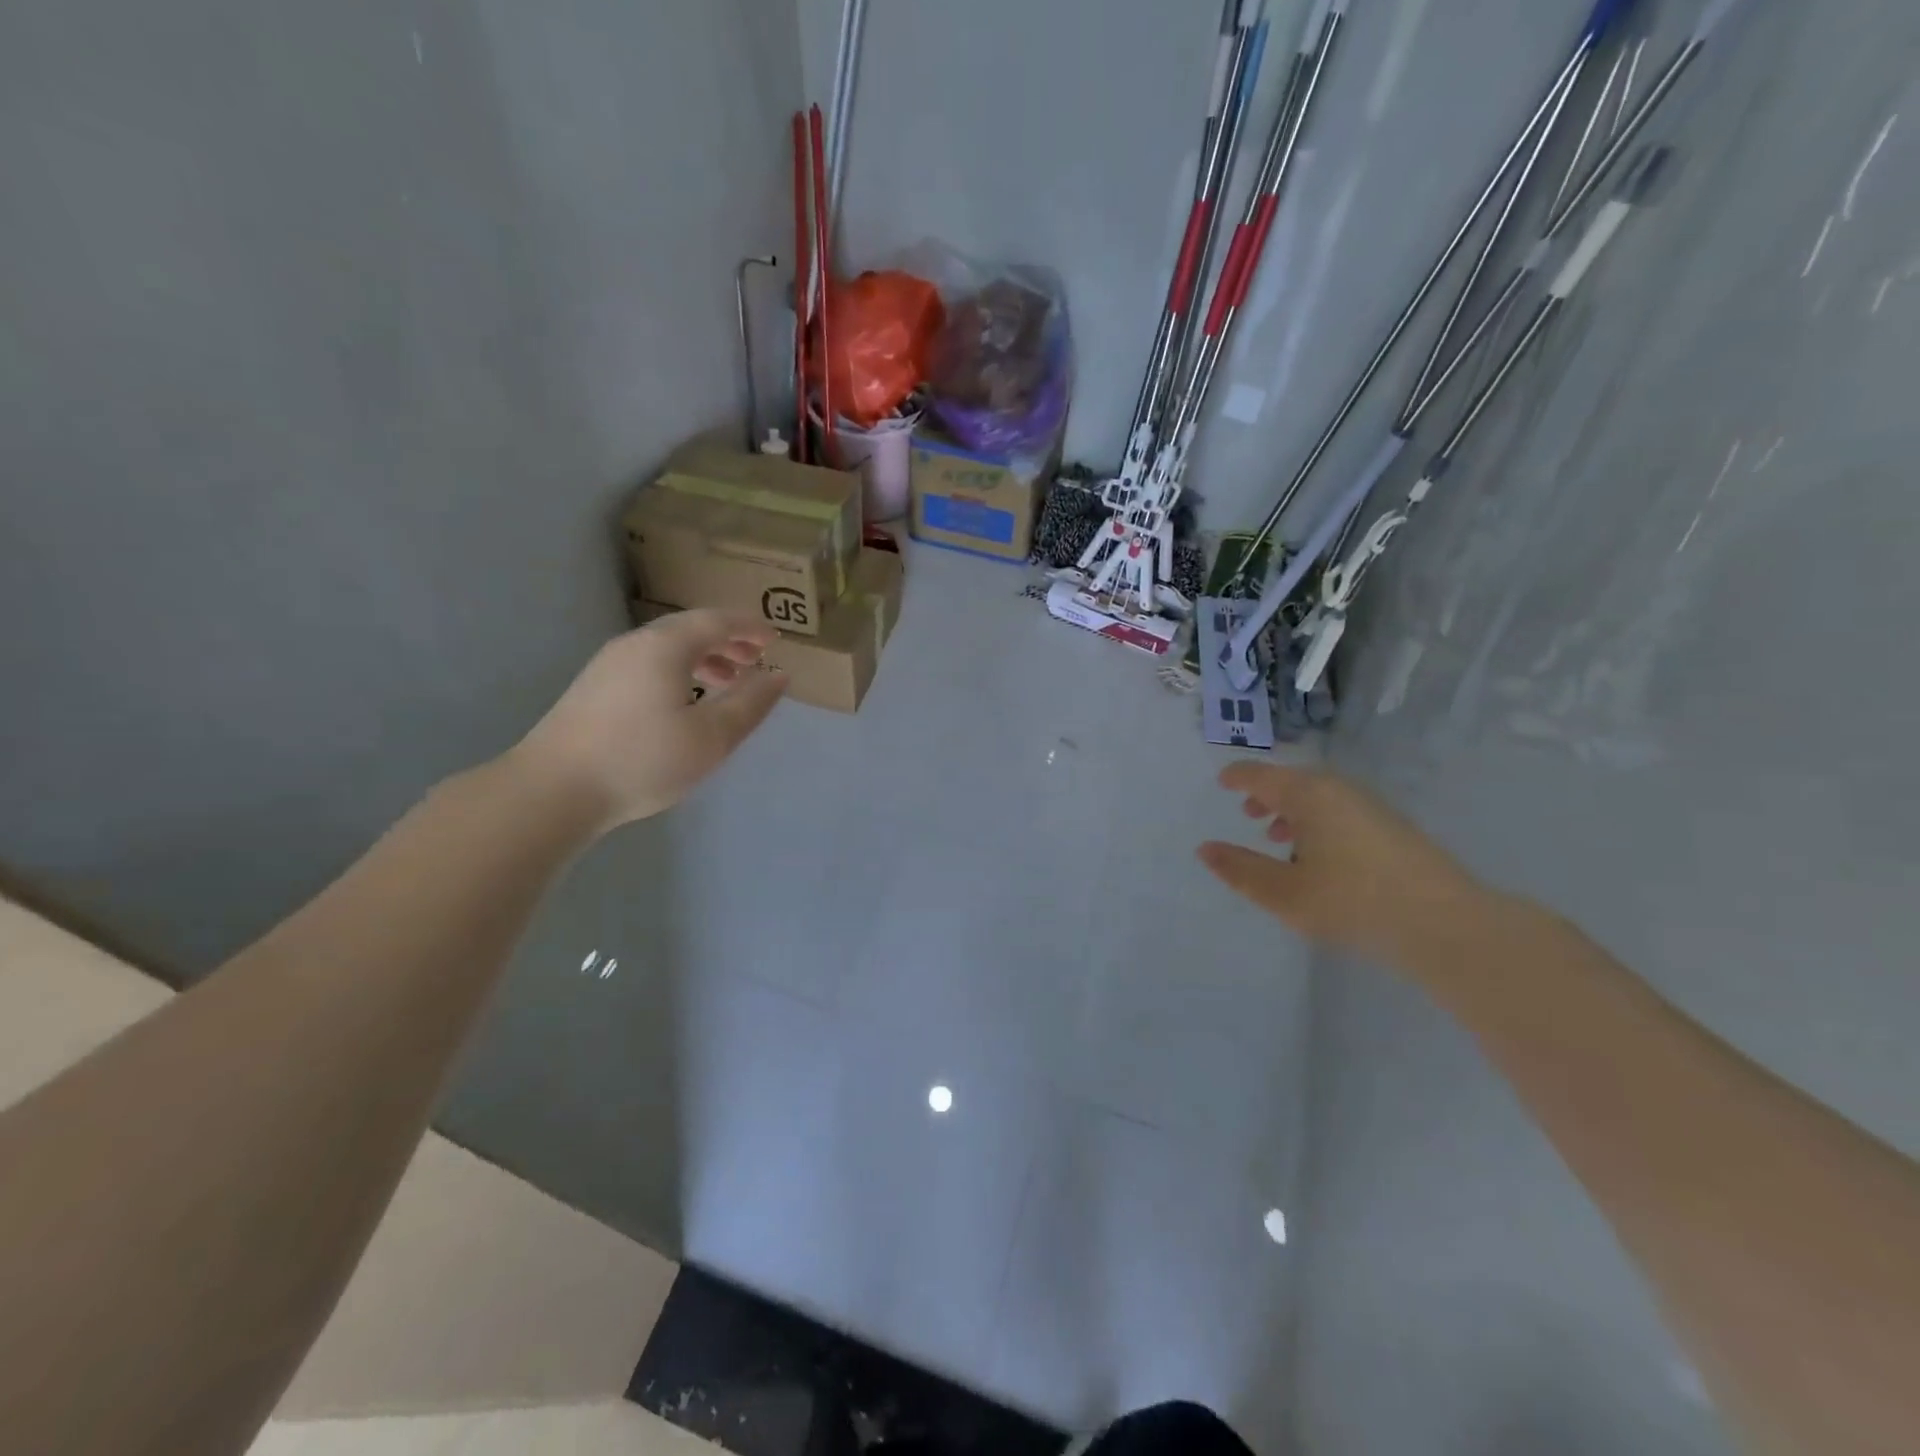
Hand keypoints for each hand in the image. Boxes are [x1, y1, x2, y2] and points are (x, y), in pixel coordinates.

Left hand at [515, 610, 785, 830]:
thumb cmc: (642, 760)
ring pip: (666, 647)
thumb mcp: (711, 737)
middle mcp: (635, 644)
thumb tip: (778, 676)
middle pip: (689, 629)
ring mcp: (609, 664)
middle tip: (756, 660)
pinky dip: (678, 670)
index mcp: (666, 647)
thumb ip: (750, 704)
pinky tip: (684, 702)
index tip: (776, 637)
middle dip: (727, 641)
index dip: (749, 627)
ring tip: (727, 681)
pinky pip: (648, 663)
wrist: (553, 790)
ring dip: (703, 657)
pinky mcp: (594, 688)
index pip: (717, 621)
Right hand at [1198, 762, 1488, 969]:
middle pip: (1293, 781)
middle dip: (1268, 795)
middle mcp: (1339, 790)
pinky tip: (1320, 856)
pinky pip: (1341, 810)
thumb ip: (1240, 869)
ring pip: (1320, 797)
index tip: (1222, 782)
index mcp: (1308, 795)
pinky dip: (1319, 822)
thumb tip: (1205, 849)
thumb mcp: (1283, 892)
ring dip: (1294, 811)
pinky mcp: (1393, 827)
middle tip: (1248, 813)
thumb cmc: (1351, 902)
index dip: (1238, 777)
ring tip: (1279, 839)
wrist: (1444, 923)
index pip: (1262, 775)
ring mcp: (1371, 806)